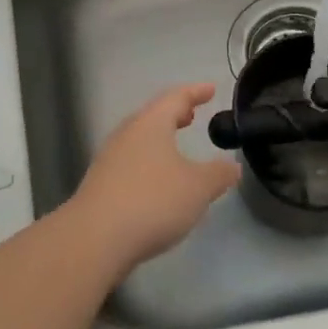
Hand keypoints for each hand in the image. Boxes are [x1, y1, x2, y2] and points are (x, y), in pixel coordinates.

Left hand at [67, 83, 239, 270]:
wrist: (95, 239)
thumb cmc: (153, 201)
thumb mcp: (198, 187)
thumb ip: (219, 174)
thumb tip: (232, 166)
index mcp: (151, 124)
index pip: (176, 97)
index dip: (195, 92)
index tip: (211, 89)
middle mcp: (127, 135)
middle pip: (153, 116)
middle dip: (174, 114)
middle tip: (192, 114)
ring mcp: (110, 160)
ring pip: (140, 139)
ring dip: (160, 138)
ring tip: (177, 146)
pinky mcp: (101, 185)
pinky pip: (131, 162)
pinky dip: (149, 161)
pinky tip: (158, 181)